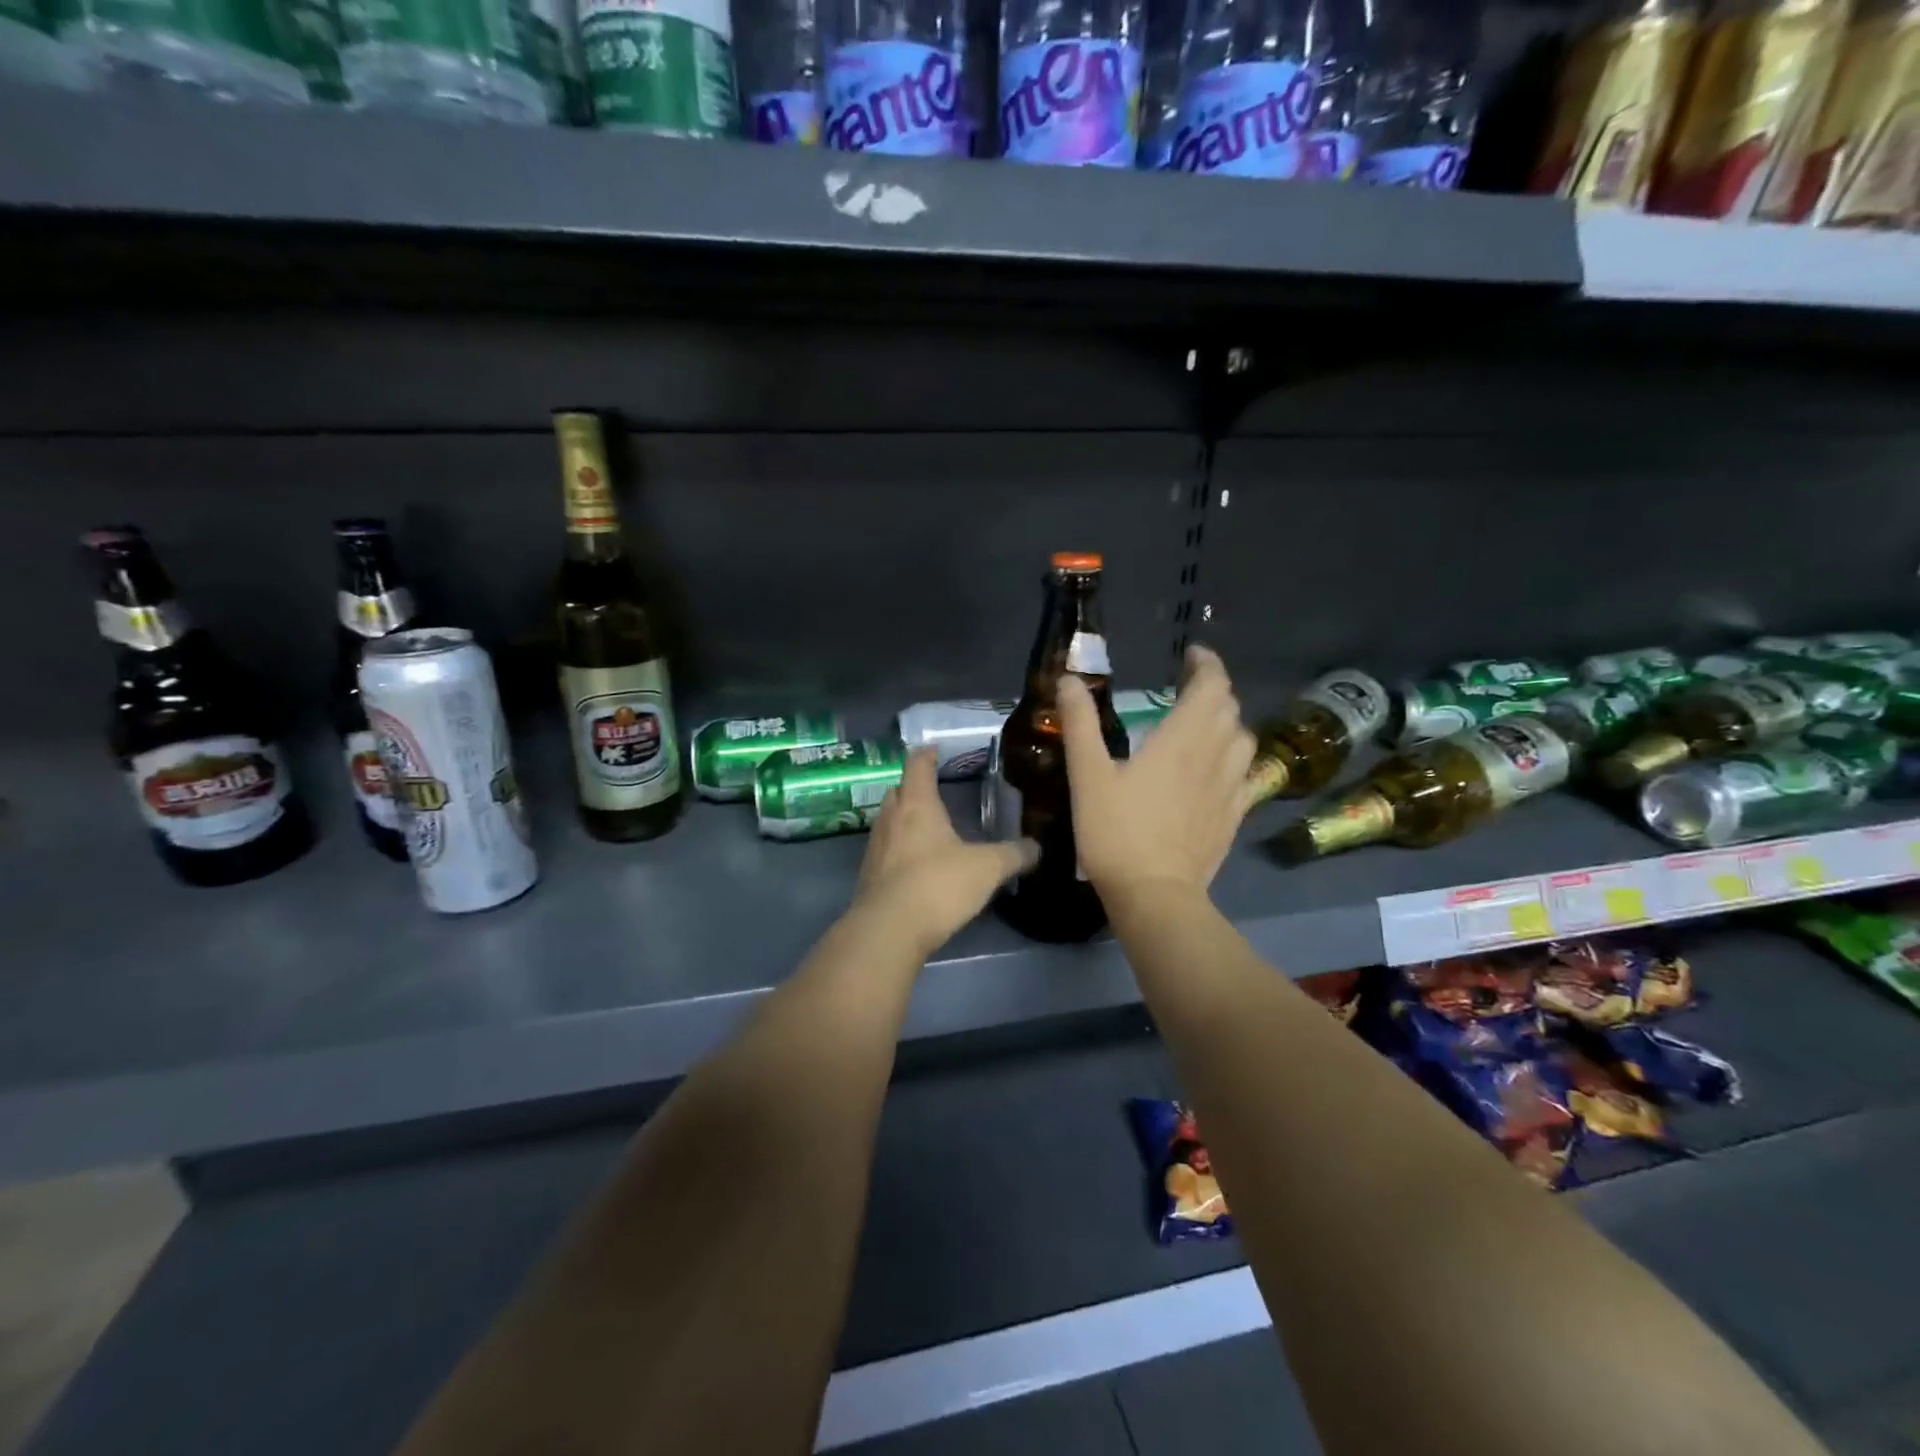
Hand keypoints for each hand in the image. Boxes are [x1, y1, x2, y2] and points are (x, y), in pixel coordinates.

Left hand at [851, 749, 1038, 955]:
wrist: (888, 930)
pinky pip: (884, 851)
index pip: (917, 766)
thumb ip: (1013, 855)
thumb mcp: (987, 869)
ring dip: (903, 819)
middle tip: (932, 789)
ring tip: (926, 826)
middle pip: (897, 791)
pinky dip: (898, 849)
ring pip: (888, 821)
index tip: (934, 749)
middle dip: (912, 787)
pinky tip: (915, 864)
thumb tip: (1037, 847)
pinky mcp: (868, 877)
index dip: (926, 755)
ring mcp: (875, 848)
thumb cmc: (937, 885)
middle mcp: (890, 819)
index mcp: (917, 805)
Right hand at [1057, 645, 1256, 902]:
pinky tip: (1217, 771)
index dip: (1206, 664)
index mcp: (1182, 739)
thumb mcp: (1087, 775)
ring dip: (1227, 723)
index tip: (1190, 656)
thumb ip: (1080, 724)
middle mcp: (1215, 756)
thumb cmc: (1116, 832)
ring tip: (1203, 725)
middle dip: (1212, 689)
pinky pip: (1246, 775)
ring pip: (1243, 740)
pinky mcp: (1233, 816)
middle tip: (1187, 687)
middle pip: (1230, 708)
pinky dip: (1234, 759)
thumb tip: (1071, 680)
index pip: (1211, 685)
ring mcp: (1230, 788)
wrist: (1155, 895)